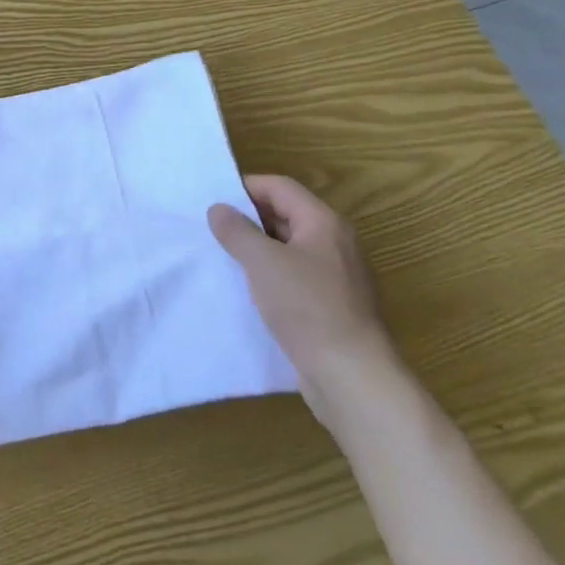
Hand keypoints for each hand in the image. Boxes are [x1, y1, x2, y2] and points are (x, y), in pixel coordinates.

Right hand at [208, 174, 404, 426]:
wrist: (352, 378)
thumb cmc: (307, 308)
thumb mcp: (263, 262)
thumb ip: (237, 231)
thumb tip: (219, 208)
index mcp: (323, 223)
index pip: (280, 187)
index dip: (245, 188)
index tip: (212, 201)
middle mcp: (334, 243)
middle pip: (285, 215)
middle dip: (248, 219)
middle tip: (212, 228)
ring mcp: (336, 276)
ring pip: (289, 248)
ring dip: (257, 249)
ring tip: (223, 257)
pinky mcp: (332, 305)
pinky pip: (295, 276)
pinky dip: (270, 275)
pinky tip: (247, 290)